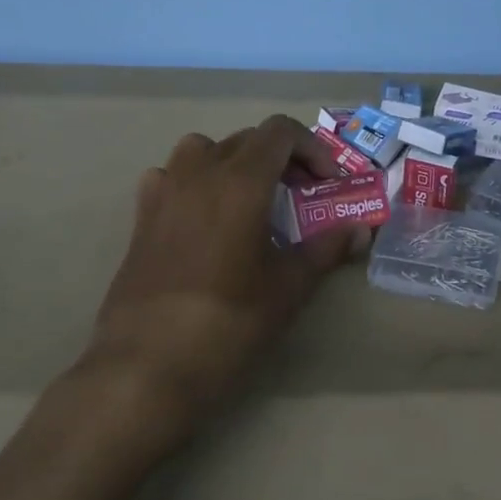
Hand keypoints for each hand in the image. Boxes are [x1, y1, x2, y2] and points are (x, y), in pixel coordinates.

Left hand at [79, 115, 366, 453]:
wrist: (146, 367)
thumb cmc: (227, 324)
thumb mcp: (288, 288)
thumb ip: (325, 250)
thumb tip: (360, 231)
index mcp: (240, 181)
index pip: (280, 131)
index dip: (312, 149)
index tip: (327, 183)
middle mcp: (199, 173)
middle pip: (246, 139)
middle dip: (281, 159)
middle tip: (301, 196)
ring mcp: (163, 193)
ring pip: (203, 149)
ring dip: (234, 162)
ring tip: (251, 200)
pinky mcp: (140, 218)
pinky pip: (170, 177)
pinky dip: (193, 181)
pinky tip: (203, 217)